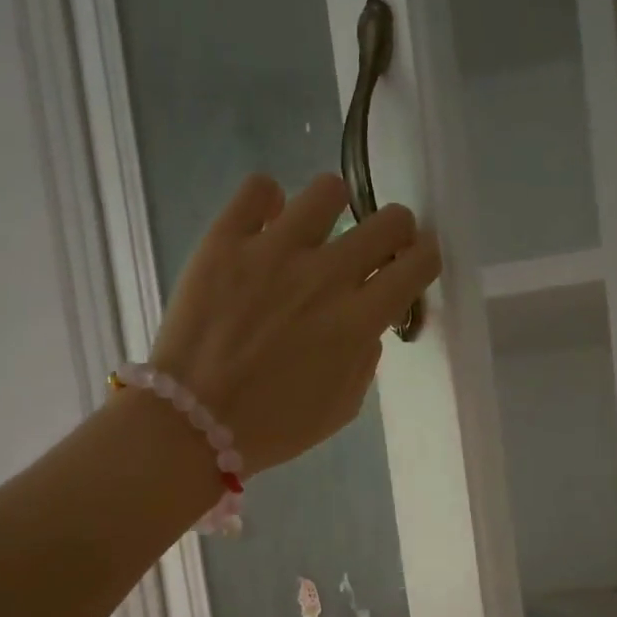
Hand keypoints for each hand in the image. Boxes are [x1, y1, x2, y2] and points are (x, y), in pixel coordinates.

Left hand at [148, 173, 440, 474]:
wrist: (192, 422)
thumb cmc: (274, 427)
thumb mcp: (341, 408)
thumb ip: (364, 359)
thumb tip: (365, 324)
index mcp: (357, 322)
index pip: (416, 265)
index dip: (424, 259)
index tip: (414, 264)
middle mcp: (325, 276)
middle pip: (388, 221)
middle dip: (393, 232)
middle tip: (376, 248)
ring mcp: (273, 251)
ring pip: (328, 191)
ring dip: (334, 210)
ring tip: (316, 233)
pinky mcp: (225, 240)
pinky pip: (258, 189)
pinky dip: (268, 202)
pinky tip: (266, 225)